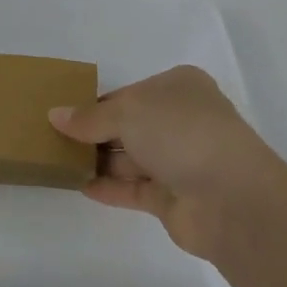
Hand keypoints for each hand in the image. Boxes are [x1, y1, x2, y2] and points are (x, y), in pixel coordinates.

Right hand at [49, 65, 280, 261]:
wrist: (232, 199)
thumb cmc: (181, 133)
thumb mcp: (127, 111)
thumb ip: (89, 117)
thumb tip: (55, 116)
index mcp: (178, 88)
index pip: (128, 93)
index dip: (96, 103)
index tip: (64, 113)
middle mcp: (181, 121)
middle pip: (129, 125)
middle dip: (94, 133)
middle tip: (54, 138)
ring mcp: (181, 161)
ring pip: (130, 157)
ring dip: (98, 160)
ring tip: (57, 162)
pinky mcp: (175, 198)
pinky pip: (134, 189)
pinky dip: (108, 187)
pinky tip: (79, 185)